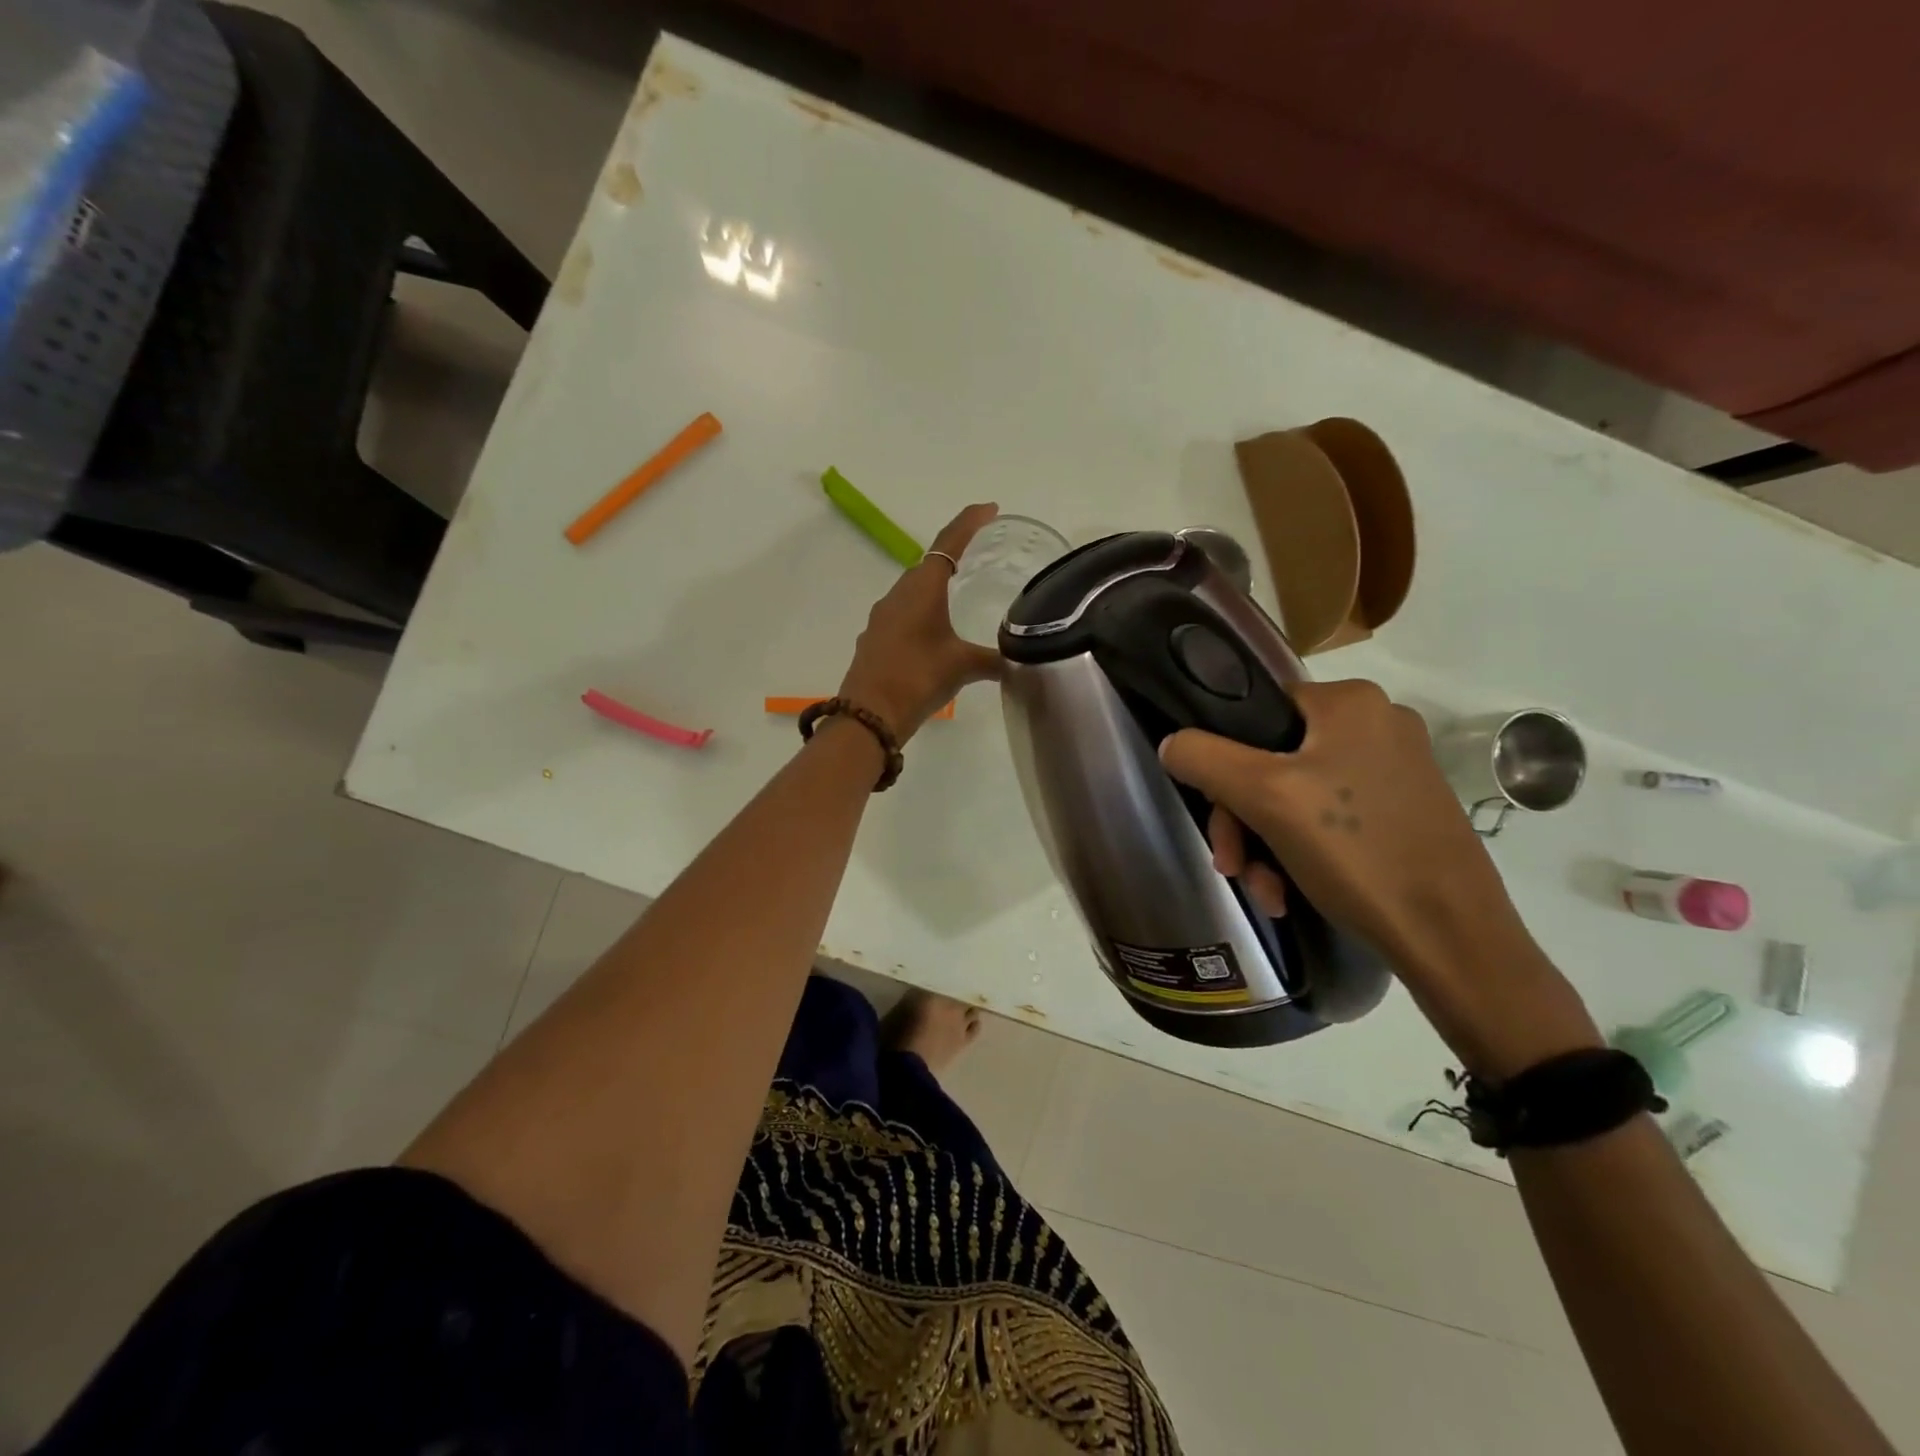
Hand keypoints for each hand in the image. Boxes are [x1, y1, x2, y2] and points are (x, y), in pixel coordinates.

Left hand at [836, 504, 1003, 738]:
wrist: (869, 715)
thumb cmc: (918, 678)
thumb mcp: (963, 667)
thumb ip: (994, 659)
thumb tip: (1019, 660)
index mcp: (922, 588)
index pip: (948, 543)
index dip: (969, 523)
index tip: (990, 509)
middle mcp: (898, 594)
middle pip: (928, 564)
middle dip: (953, 554)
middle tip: (979, 553)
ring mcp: (881, 617)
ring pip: (912, 590)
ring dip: (934, 585)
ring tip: (959, 593)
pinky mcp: (874, 638)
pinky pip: (902, 612)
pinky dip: (921, 611)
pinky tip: (932, 632)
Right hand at [1160, 680, 1600, 1073]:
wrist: (1453, 939)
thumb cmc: (1357, 854)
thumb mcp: (1265, 798)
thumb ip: (1204, 758)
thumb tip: (1171, 743)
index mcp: (1350, 701)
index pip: (1253, 713)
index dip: (1223, 764)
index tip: (1218, 819)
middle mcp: (1376, 723)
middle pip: (1270, 760)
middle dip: (1244, 819)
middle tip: (1235, 866)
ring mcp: (1395, 768)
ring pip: (1295, 794)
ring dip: (1266, 843)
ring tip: (1267, 890)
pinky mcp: (1405, 809)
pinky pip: (1329, 817)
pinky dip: (1300, 851)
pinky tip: (1292, 891)